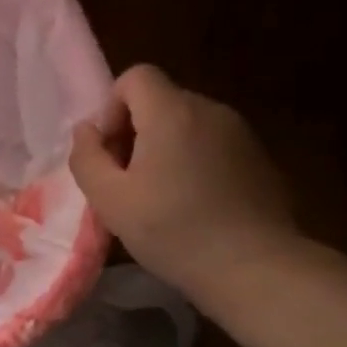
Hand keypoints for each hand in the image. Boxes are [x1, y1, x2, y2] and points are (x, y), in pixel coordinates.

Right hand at [69, 65, 296, 298]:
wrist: (257, 270)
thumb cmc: (174, 231)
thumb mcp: (109, 200)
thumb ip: (87, 157)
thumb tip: (87, 131)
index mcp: (172, 113)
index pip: (136, 76)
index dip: (114, 107)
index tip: (113, 151)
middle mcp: (209, 111)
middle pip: (160, 100)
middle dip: (137, 130)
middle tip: (130, 180)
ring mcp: (240, 133)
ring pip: (187, 122)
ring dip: (166, 147)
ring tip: (162, 195)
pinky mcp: (259, 158)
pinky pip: (212, 143)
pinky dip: (195, 161)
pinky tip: (196, 204)